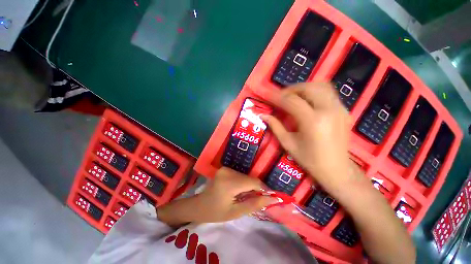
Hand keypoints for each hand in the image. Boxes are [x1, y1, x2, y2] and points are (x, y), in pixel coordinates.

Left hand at [158, 168, 277, 225]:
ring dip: (250, 186)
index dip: (264, 188)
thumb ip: (255, 204)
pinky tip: (241, 191)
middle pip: (250, 178)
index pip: (253, 182)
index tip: (272, 196)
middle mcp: (228, 171)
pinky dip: (244, 182)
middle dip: (256, 188)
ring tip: (247, 196)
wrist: (200, 205)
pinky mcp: (226, 168)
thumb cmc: (216, 212)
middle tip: (258, 199)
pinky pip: (240, 175)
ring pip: (246, 176)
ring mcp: (226, 168)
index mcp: (229, 183)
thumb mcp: (236, 212)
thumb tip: (273, 198)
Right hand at [262, 83, 352, 191]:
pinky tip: (307, 102)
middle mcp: (328, 110)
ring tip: (293, 96)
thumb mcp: (288, 143)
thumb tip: (263, 115)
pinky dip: (315, 92)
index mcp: (313, 121)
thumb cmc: (309, 159)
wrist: (336, 169)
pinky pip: (329, 93)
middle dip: (292, 89)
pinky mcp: (344, 110)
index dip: (278, 97)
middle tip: (281, 96)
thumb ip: (275, 126)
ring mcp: (339, 109)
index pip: (292, 101)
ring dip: (304, 88)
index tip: (268, 96)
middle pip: (309, 88)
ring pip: (321, 86)